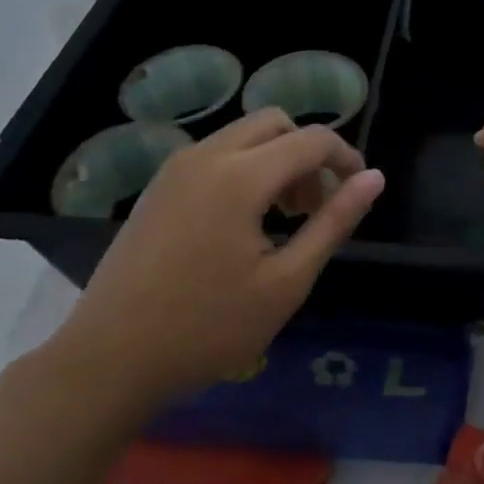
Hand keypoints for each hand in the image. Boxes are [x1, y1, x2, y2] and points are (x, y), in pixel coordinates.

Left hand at [54, 109, 384, 412]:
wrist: (109, 360)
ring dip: (277, 160)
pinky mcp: (158, 187)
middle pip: (276, 123)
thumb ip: (333, 222)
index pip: (312, 139)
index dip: (346, 158)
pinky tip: (244, 223)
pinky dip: (245, 168)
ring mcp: (175, 169)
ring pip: (244, 136)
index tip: (359, 192)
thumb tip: (374, 179)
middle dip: (308, 154)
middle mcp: (206, 156)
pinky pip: (216, 154)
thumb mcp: (286, 281)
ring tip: (284, 218)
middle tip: (316, 207)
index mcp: (240, 176)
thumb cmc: (208, 328)